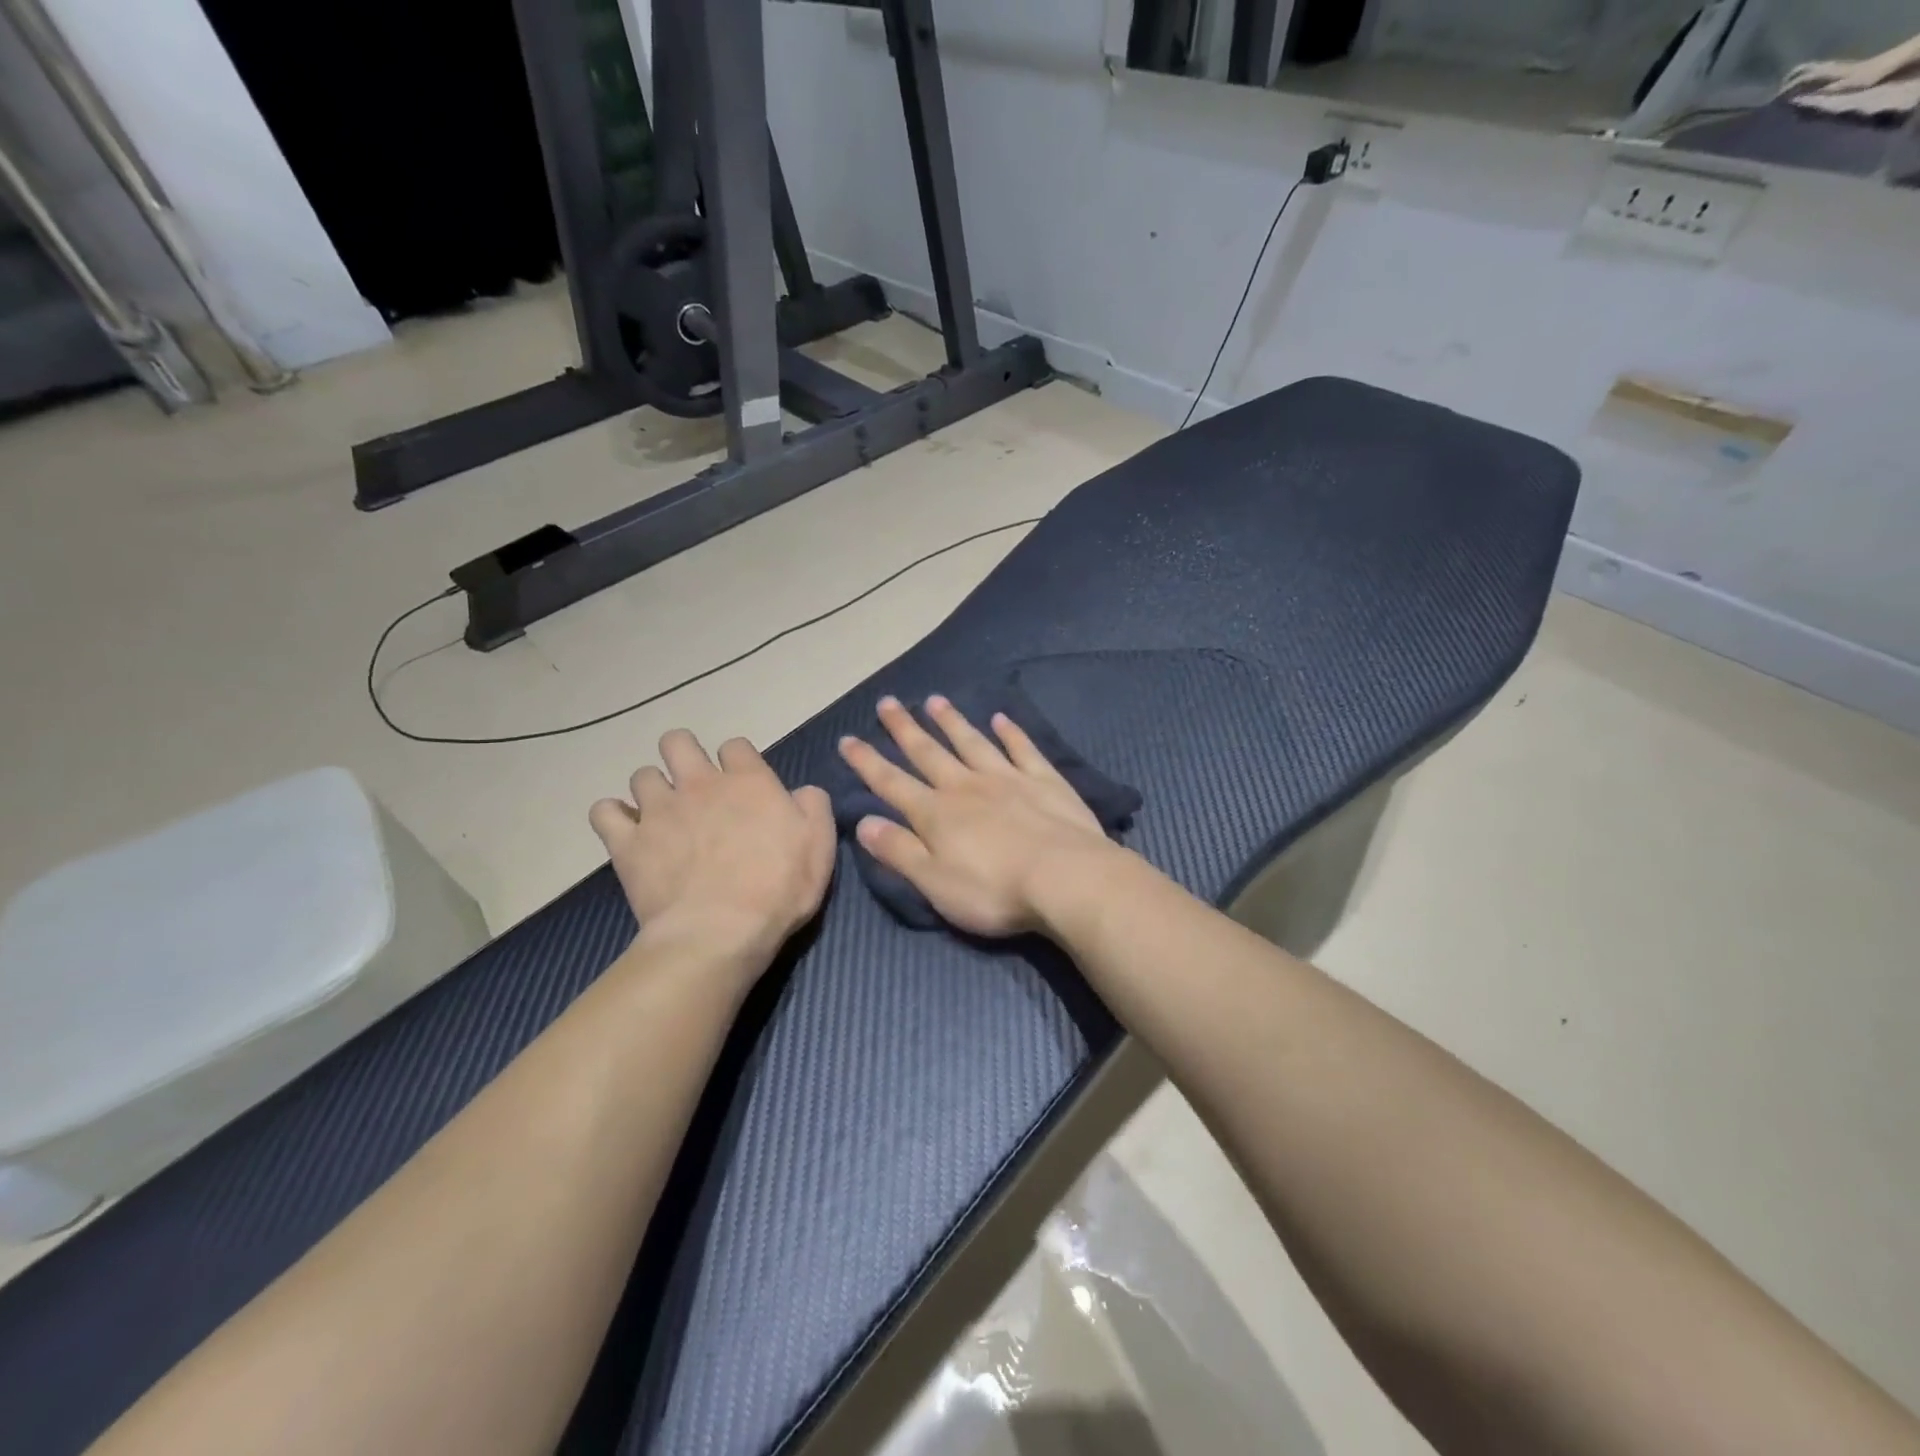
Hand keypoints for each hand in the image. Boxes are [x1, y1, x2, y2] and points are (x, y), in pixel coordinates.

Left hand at [590, 730, 834, 972]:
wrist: (720, 932)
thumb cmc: (779, 889)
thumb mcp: (819, 845)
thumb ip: (813, 806)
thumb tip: (800, 792)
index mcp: (748, 781)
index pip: (735, 745)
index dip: (738, 762)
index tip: (743, 786)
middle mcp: (699, 784)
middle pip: (677, 742)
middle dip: (683, 756)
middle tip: (695, 787)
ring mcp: (659, 811)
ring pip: (641, 775)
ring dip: (652, 790)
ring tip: (662, 816)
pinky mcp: (628, 842)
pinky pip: (604, 812)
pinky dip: (613, 818)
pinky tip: (627, 832)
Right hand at [837, 695, 1120, 936]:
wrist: (1065, 878)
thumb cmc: (993, 890)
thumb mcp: (934, 882)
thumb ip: (898, 851)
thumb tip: (863, 822)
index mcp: (936, 814)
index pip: (891, 783)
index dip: (867, 762)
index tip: (847, 739)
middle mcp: (966, 787)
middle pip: (929, 753)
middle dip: (904, 729)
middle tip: (888, 702)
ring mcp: (1007, 778)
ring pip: (972, 742)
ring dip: (951, 722)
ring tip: (935, 700)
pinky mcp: (1044, 780)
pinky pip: (1022, 749)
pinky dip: (1011, 732)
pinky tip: (1002, 718)